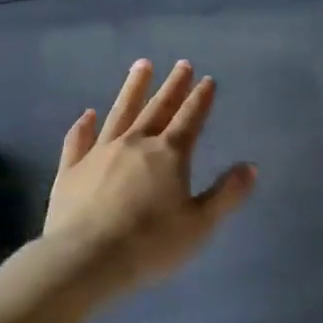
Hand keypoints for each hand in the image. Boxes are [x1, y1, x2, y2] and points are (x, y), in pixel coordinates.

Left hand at [43, 60, 255, 292]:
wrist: (85, 259)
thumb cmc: (150, 244)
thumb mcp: (200, 224)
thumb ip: (226, 194)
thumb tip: (251, 166)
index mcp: (169, 155)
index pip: (190, 119)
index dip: (201, 99)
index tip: (208, 79)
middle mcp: (135, 143)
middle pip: (158, 108)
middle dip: (173, 86)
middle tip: (182, 63)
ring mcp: (99, 153)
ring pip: (120, 113)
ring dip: (133, 89)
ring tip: (142, 65)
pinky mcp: (71, 169)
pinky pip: (78, 140)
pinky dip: (83, 125)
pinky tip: (87, 114)